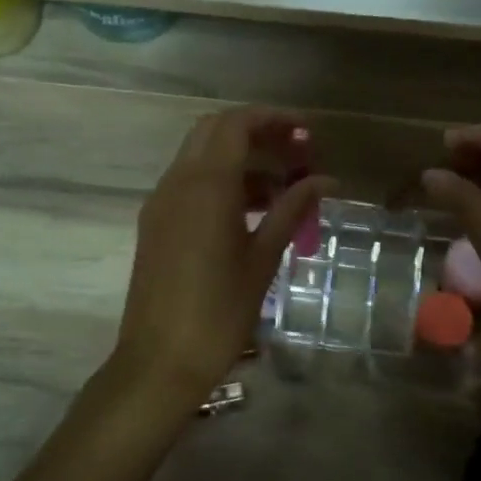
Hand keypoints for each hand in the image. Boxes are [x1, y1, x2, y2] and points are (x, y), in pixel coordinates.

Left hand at [112, 107, 334, 407]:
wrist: (159, 362)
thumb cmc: (219, 313)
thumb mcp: (262, 260)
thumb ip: (291, 211)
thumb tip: (325, 181)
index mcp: (206, 186)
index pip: (236, 124)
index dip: (273, 119)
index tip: (306, 133)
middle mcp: (177, 183)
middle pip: (214, 131)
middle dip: (255, 133)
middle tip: (295, 153)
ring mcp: (160, 203)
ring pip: (200, 157)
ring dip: (239, 159)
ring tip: (282, 189)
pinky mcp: (154, 224)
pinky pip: (189, 184)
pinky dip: (220, 182)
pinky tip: (251, 212)